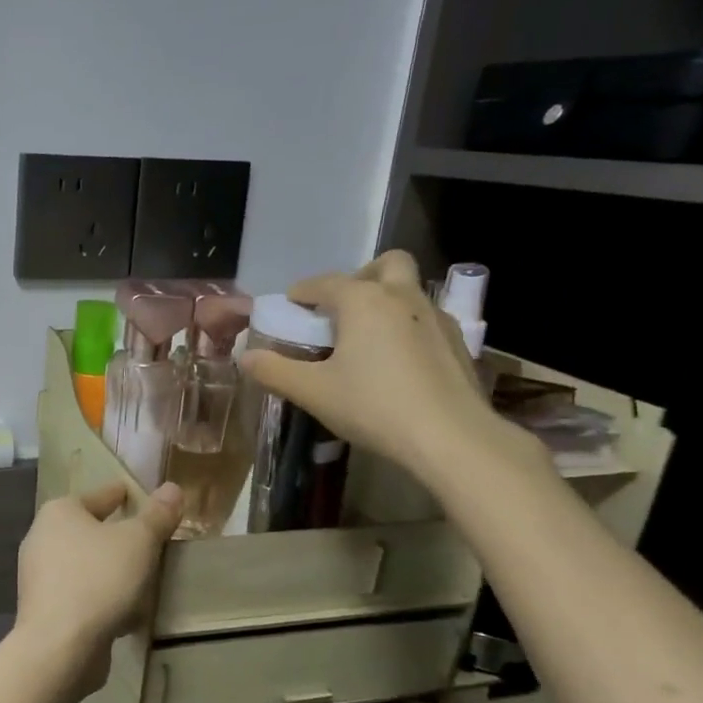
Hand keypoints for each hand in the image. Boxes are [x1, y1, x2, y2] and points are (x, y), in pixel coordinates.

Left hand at [13, 480, 181, 691]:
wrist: (59, 646)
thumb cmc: (99, 580)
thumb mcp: (139, 542)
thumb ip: (157, 515)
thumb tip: (172, 488)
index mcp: (59, 512)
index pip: (101, 495)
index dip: (125, 495)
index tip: (145, 498)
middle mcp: (42, 538)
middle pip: (92, 531)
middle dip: (120, 537)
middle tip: (151, 543)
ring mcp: (39, 576)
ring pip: (88, 566)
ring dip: (113, 572)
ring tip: (144, 581)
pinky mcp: (44, 609)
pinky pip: (82, 595)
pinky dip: (103, 599)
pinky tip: (127, 614)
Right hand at [239, 251, 525, 485]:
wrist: (450, 437)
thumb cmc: (373, 406)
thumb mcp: (312, 392)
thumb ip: (274, 371)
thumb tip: (245, 357)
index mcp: (363, 300)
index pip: (324, 282)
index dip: (303, 292)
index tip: (290, 306)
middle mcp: (402, 296)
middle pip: (385, 265)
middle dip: (360, 277)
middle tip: (341, 309)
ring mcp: (436, 317)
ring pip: (410, 291)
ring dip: (386, 301)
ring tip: (366, 338)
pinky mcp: (458, 343)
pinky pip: (425, 320)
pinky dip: (407, 327)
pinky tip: (397, 362)